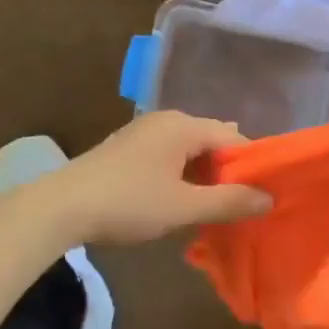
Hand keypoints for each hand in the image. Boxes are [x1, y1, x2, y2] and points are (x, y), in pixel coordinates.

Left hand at [37, 112, 270, 245]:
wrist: (59, 208)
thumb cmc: (128, 203)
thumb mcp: (184, 207)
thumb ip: (229, 202)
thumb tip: (269, 198)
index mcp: (184, 126)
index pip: (233, 138)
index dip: (252, 166)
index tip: (263, 194)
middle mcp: (165, 120)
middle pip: (211, 141)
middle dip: (227, 171)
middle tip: (241, 205)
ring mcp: (142, 133)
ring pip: (188, 150)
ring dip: (203, 176)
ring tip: (214, 208)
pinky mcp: (126, 149)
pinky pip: (168, 156)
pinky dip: (181, 175)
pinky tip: (179, 201)